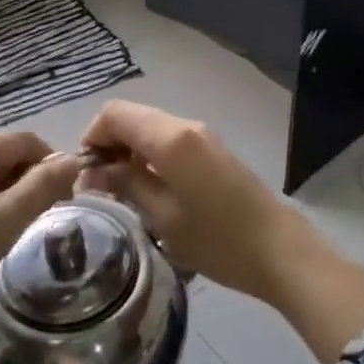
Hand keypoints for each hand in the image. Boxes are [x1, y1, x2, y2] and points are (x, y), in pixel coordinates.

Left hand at [0, 131, 82, 352]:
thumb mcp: (0, 225)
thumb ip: (40, 189)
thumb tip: (73, 159)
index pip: (26, 140)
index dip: (52, 164)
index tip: (65, 202)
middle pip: (4, 157)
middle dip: (29, 184)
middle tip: (39, 226)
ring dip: (7, 203)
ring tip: (10, 241)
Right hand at [79, 101, 363, 363]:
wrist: (279, 250)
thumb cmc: (217, 239)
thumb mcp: (163, 217)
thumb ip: (127, 184)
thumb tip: (96, 170)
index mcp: (170, 137)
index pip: (115, 113)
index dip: (92, 137)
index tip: (84, 175)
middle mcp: (185, 126)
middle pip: (132, 117)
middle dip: (108, 145)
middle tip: (98, 188)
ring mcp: (202, 136)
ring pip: (150, 128)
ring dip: (129, 151)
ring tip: (121, 193)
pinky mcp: (212, 150)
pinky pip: (169, 140)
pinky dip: (150, 156)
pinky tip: (150, 191)